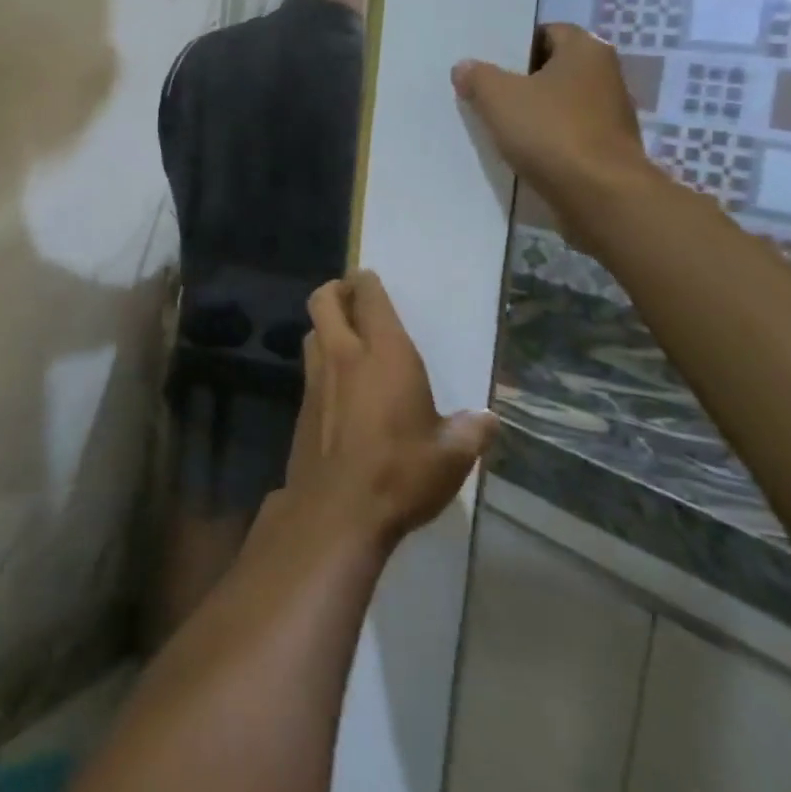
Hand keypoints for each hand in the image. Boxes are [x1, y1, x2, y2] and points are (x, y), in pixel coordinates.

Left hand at [282, 272, 497, 551]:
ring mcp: (316, 378)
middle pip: (325, 300)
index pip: (368, 295)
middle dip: (337, 291)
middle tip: (353, 299)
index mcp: (383, 352)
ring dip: (326, 325)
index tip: (371, 280)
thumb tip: (488, 420)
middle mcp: (344, 354)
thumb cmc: (399, 473)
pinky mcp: (302, 405)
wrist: (336, 511)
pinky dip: (321, 361)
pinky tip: (339, 386)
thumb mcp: (450, 457)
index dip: (366, 281)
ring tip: (347, 339)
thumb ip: (471, 432)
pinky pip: (309, 366)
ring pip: (312, 330)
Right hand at [451, 24, 651, 214]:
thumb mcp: (498, 97)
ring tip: (498, 124)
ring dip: (534, 112)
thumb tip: (465, 67)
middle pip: (554, 68)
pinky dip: (547, 139)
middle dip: (522, 79)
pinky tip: (522, 151)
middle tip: (486, 92)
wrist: (600, 195)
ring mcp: (611, 115)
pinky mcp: (608, 149)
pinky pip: (569, 134)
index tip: (490, 63)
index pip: (548, 32)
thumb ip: (478, 77)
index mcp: (586, 50)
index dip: (517, 44)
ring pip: (561, 103)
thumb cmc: (550, 131)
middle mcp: (606, 75)